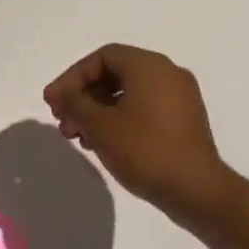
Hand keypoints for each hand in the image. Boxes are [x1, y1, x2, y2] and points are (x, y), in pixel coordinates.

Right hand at [43, 44, 237, 226]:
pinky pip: (143, 108)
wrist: (196, 190)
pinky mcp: (183, 120)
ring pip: (127, 93)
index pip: (101, 57)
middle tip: (62, 121)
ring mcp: (179, 97)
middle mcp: (167, 73)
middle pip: (114, 74)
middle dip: (83, 96)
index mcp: (149, 66)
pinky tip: (102, 143)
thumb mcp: (100, 125)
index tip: (53, 102)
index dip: (71, 77)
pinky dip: (118, 119)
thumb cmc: (144, 150)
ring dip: (97, 111)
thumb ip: (75, 102)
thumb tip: (63, 93)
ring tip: (78, 137)